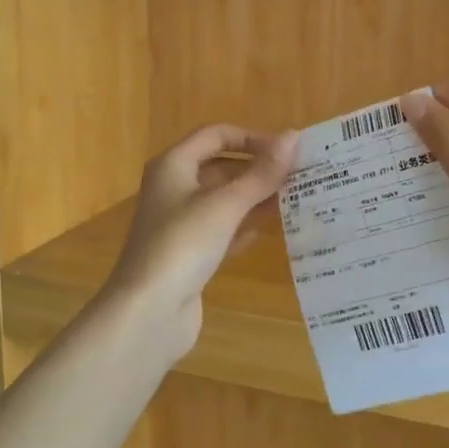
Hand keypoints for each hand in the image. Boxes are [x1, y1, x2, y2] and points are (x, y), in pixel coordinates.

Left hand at [103, 123, 299, 360]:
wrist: (149, 312)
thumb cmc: (184, 245)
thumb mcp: (226, 204)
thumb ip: (262, 173)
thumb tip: (294, 137)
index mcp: (173, 166)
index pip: (216, 135)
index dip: (251, 137)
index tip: (287, 151)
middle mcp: (174, 189)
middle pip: (221, 168)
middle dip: (258, 170)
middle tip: (299, 176)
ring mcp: (180, 224)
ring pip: (224, 201)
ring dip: (256, 199)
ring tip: (296, 200)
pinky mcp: (189, 255)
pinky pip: (222, 231)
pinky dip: (244, 228)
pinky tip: (271, 232)